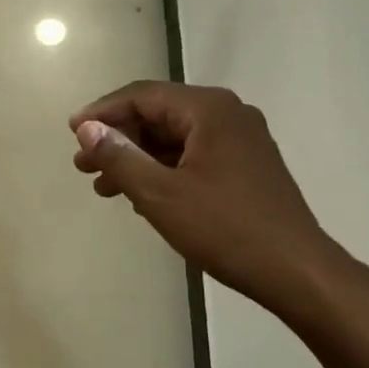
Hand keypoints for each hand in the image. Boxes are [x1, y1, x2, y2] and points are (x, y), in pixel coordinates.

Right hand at [70, 81, 344, 315]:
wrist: (296, 271)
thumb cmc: (225, 229)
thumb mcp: (160, 194)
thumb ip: (119, 156)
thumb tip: (87, 128)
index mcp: (209, 109)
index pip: (143, 95)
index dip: (102, 112)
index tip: (71, 133)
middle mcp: (228, 114)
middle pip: (159, 114)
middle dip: (118, 139)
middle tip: (83, 166)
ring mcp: (242, 140)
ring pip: (175, 138)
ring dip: (138, 158)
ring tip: (104, 187)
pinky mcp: (247, 166)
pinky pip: (194, 156)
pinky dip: (163, 170)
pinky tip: (141, 196)